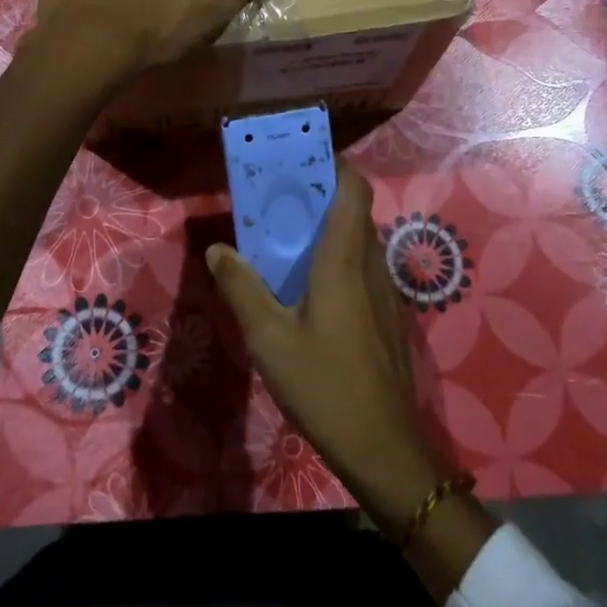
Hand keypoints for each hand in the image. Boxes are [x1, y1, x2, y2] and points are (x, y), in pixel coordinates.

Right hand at [206, 161, 449, 540]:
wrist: (384, 448)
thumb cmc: (324, 385)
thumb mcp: (268, 338)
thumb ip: (242, 288)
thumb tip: (218, 249)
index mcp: (344, 260)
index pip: (354, 190)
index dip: (335, 165)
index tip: (303, 158)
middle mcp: (370, 265)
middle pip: (355, 212)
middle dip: (322, 195)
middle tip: (280, 198)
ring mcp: (384, 293)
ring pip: (360, 241)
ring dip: (330, 229)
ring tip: (288, 238)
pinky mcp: (387, 317)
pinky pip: (364, 268)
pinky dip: (339, 258)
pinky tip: (309, 288)